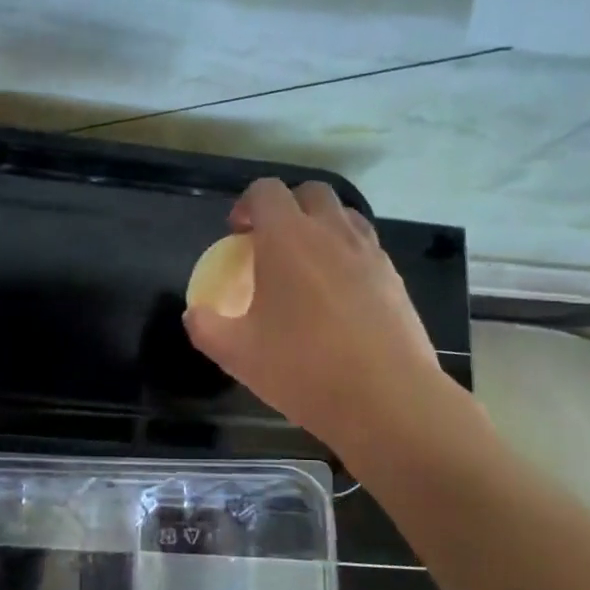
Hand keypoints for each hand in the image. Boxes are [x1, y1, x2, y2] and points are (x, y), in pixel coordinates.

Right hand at [184, 180, 448, 457]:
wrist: (386, 398)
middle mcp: (331, 232)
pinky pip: (367, 248)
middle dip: (288, 207)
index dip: (247, 205)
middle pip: (310, 193)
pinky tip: (339, 296)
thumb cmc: (302, 368)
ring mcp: (369, 252)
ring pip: (344, 216)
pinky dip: (347, 255)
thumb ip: (206, 327)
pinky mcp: (395, 277)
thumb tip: (194, 314)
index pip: (266, 191)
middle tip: (272, 244)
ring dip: (321, 227)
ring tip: (308, 266)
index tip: (238, 235)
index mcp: (287, 239)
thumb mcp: (237, 354)